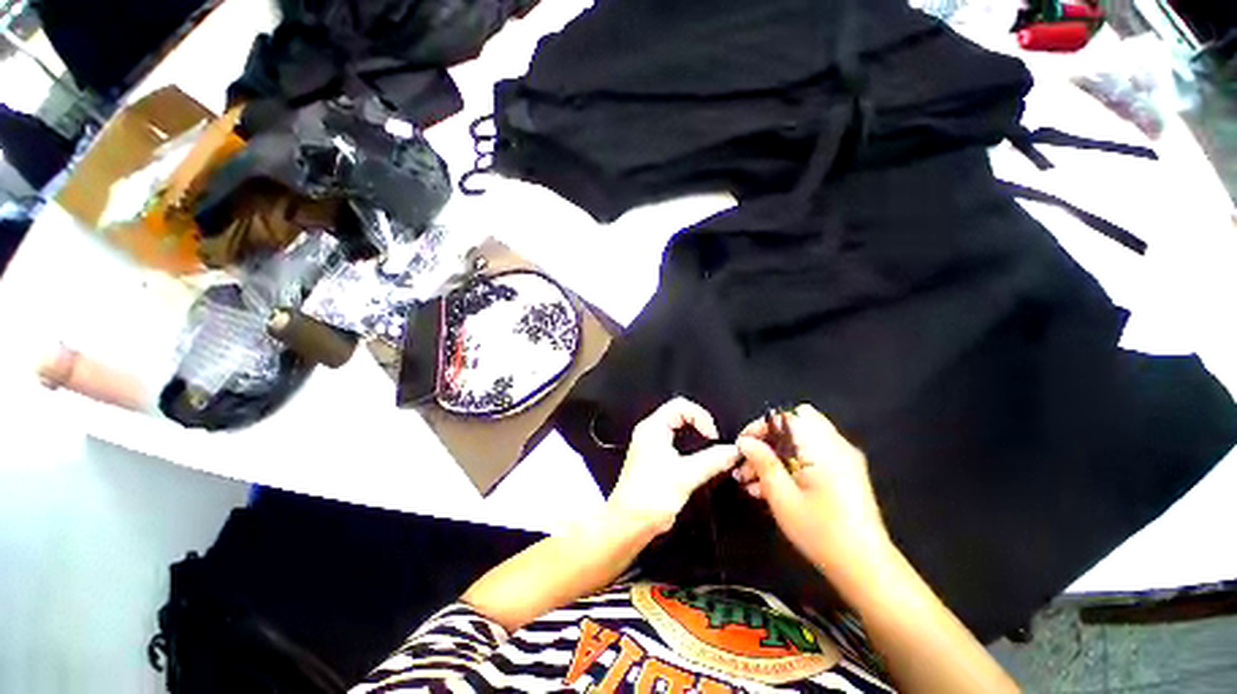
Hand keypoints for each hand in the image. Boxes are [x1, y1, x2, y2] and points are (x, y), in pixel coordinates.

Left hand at [607, 398, 741, 535]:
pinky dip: (688, 445)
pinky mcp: (653, 458)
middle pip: (678, 414)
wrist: (630, 523)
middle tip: (712, 439)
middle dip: (699, 423)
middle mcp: (649, 432)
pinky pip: (674, 441)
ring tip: (708, 447)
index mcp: (652, 428)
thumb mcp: (686, 476)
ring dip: (694, 434)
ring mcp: (650, 444)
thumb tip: (732, 451)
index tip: (712, 435)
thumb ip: (712, 461)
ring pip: (677, 428)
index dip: (700, 416)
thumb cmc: (648, 498)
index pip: (680, 406)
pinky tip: (697, 459)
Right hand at [733, 405, 891, 575]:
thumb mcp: (783, 498)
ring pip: (799, 443)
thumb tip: (746, 442)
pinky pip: (811, 457)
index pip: (786, 417)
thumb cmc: (821, 533)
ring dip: (775, 456)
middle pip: (793, 427)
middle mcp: (836, 446)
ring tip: (752, 482)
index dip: (761, 427)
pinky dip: (790, 465)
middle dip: (766, 442)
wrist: (866, 568)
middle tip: (747, 465)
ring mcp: (843, 460)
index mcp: (822, 448)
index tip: (743, 446)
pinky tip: (771, 490)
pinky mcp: (845, 474)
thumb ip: (763, 463)